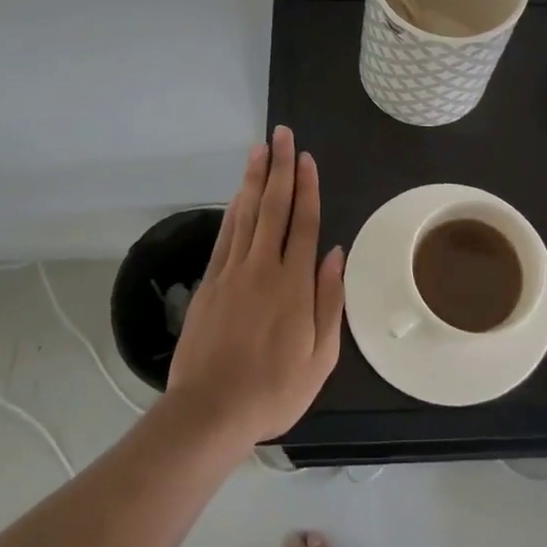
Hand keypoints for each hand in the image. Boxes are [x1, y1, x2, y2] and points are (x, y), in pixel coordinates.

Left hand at [165, 126, 344, 448]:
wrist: (210, 412)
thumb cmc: (274, 389)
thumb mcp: (321, 356)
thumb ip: (329, 301)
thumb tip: (336, 254)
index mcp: (294, 284)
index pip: (304, 223)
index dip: (306, 187)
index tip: (305, 157)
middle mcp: (263, 267)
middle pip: (274, 207)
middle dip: (279, 168)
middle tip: (281, 135)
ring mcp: (232, 273)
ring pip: (247, 214)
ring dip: (254, 179)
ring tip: (259, 149)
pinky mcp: (210, 283)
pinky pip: (225, 236)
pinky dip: (233, 210)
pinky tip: (239, 193)